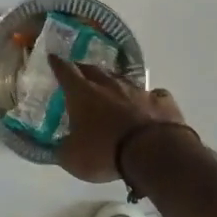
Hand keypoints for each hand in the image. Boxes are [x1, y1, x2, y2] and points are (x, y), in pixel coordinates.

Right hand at [50, 57, 191, 183]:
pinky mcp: (162, 101)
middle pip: (94, 70)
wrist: (153, 153)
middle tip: (80, 72)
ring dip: (114, 83)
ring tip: (111, 88)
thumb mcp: (73, 159)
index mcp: (83, 94)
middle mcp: (109, 85)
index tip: (53, 56)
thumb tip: (59, 148)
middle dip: (84, 70)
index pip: (66, 72)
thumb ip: (63, 150)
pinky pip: (152, 95)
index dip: (58, 64)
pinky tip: (147, 106)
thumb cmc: (104, 152)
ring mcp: (138, 90)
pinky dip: (147, 99)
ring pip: (122, 80)